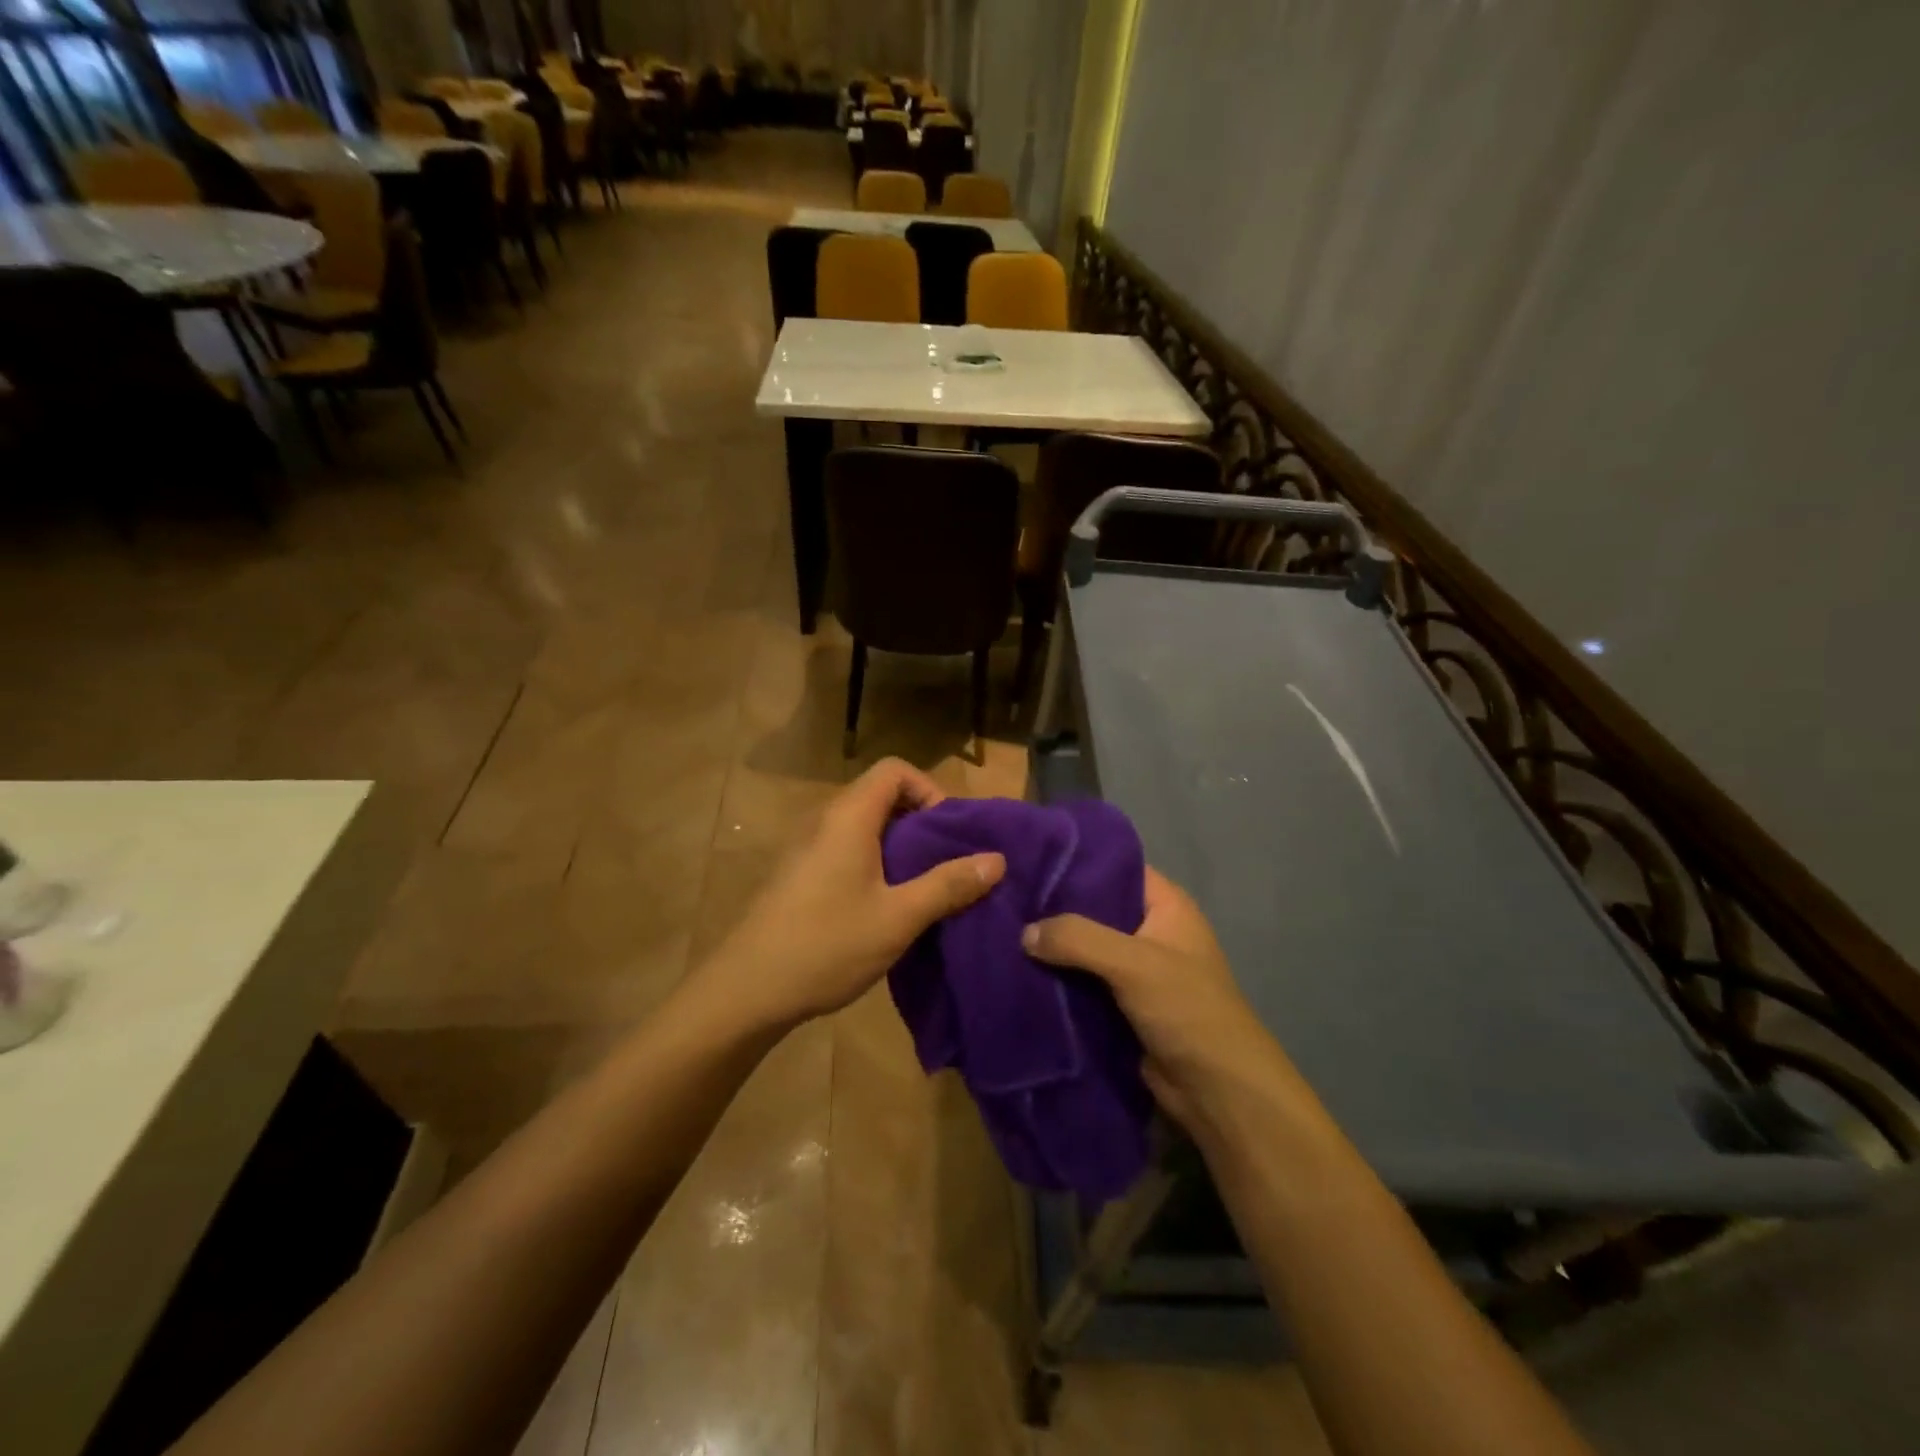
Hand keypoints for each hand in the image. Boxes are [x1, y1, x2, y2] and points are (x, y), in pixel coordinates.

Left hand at [696, 759, 1004, 1031]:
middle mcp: (824, 820)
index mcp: (849, 816)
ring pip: (863, 825)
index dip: (929, 789)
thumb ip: (948, 885)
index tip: (948, 832)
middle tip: (945, 862)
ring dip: (898, 846)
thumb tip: (997, 860)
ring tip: (923, 886)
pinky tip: (885, 905)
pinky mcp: (798, 874)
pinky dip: (874, 862)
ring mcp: (806, 847)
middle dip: (920, 821)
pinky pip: (845, 849)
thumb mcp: (898, 917)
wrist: (747, 990)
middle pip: (880, 795)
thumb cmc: (827, 944)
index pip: (894, 770)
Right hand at [1022, 869, 1290, 1130]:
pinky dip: (1056, 979)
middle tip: (1004, 896)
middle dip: (1053, 907)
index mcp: (1165, 905)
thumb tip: (1024, 933)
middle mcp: (1149, 930)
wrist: (1217, 1091)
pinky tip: (1016, 971)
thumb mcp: (1134, 963)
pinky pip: (1081, 982)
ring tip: (1000, 931)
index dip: (1074, 862)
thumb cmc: (1187, 1010)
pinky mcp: (1120, 1005)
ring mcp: (1134, 970)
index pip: (1114, 867)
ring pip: (1083, 948)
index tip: (1027, 858)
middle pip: (1093, 908)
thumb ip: (1078, 938)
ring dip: (1051, 947)